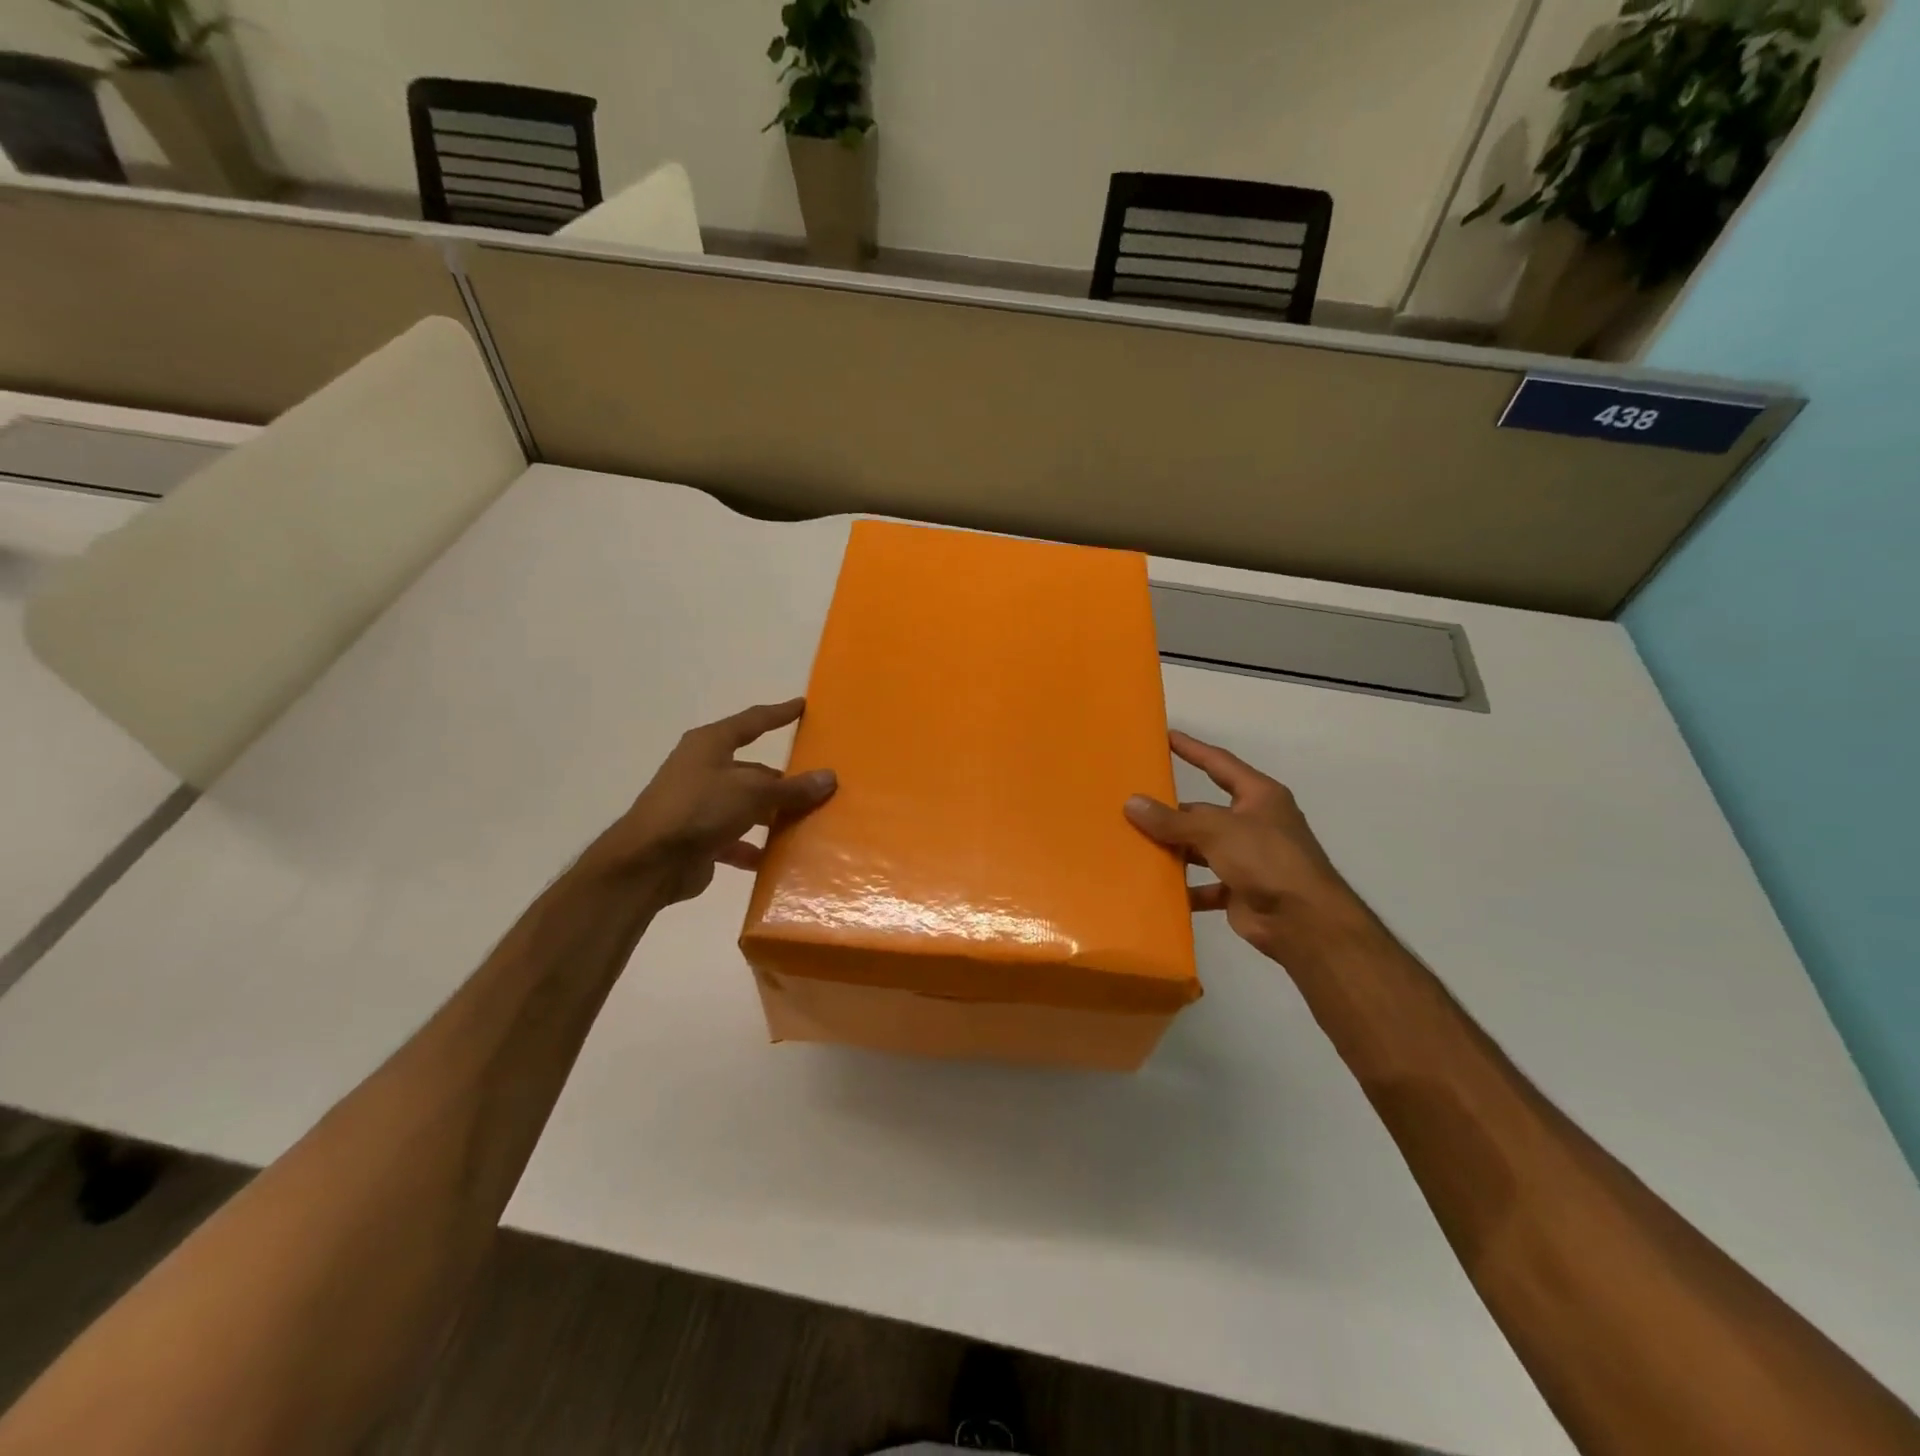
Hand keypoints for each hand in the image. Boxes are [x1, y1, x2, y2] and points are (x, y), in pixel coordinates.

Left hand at [590, 698, 836, 904]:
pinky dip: (753, 847)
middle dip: (782, 781)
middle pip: (752, 770)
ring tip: (805, 824)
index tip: (802, 706)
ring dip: (771, 816)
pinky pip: (735, 839)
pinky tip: (777, 859)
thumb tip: (830, 777)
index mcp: (710, 744)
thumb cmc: (699, 809)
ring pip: (746, 806)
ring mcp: (699, 805)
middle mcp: (703, 769)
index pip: (752, 721)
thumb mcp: (752, 792)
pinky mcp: (698, 838)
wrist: (648, 862)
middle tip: (817, 786)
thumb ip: (791, 788)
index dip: (778, 714)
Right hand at [1125, 730, 1362, 960]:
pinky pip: (1203, 884)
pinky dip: (1183, 887)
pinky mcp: (1239, 890)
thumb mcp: (1216, 830)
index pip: (1219, 764)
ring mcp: (1248, 858)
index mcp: (1258, 797)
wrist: (1304, 922)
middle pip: (1204, 811)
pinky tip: (1155, 888)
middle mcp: (1254, 823)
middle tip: (1132, 806)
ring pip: (1201, 848)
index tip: (1165, 736)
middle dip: (1172, 812)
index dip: (1193, 750)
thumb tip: (1131, 803)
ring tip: (1134, 846)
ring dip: (1174, 850)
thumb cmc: (1266, 859)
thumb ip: (1172, 819)